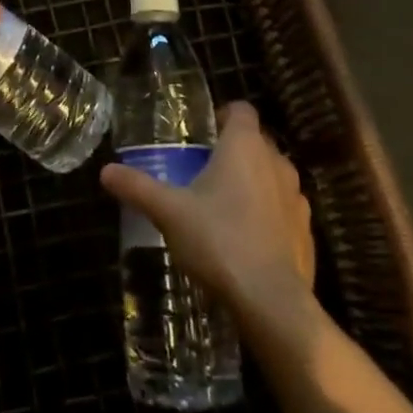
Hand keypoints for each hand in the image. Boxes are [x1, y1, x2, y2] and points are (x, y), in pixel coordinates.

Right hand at [99, 102, 315, 315]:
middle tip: (205, 173)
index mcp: (245, 146)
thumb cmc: (218, 241)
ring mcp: (297, 199)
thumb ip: (138, 187)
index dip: (224, 116)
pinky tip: (248, 242)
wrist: (272, 302)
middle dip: (234, 153)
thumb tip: (105, 170)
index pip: (241, 110)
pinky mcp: (307, 233)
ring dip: (255, 185)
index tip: (204, 136)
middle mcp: (277, 163)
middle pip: (257, 143)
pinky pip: (285, 212)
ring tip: (226, 208)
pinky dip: (269, 217)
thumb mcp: (168, 212)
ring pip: (273, 177)